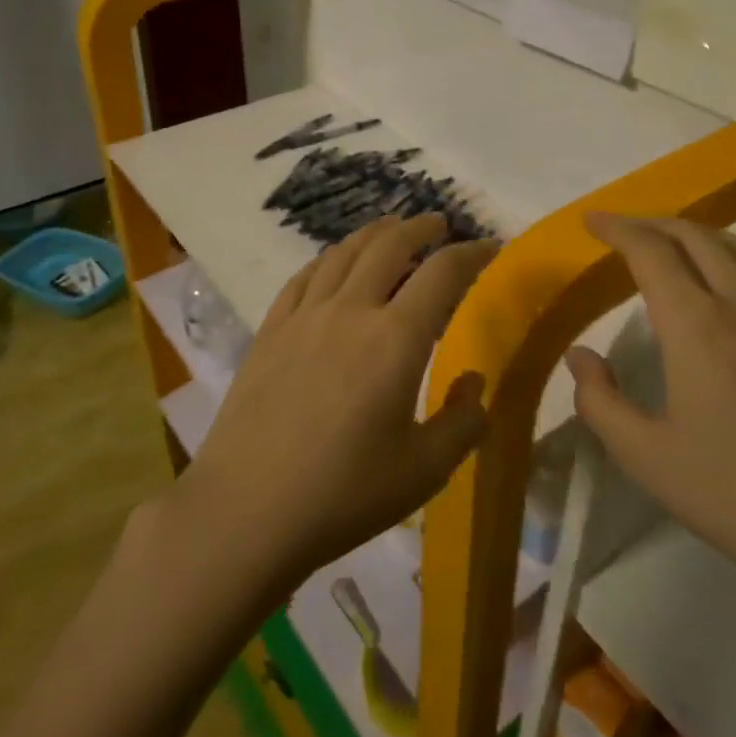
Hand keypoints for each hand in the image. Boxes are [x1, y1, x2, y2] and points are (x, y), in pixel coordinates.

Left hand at [173, 215, 496, 592]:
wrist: (245, 511)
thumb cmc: (343, 495)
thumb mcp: (423, 471)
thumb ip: (462, 423)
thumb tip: (475, 383)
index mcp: (396, 339)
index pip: (442, 273)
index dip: (471, 253)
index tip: (489, 248)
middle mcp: (351, 310)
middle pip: (389, 245)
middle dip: (419, 227)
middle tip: (438, 225)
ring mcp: (304, 316)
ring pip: (343, 253)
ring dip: (373, 234)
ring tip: (390, 230)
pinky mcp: (270, 330)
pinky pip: (304, 277)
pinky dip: (327, 259)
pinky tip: (332, 264)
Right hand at [569, 213, 735, 607]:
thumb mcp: (646, 457)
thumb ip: (600, 400)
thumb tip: (580, 355)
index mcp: (696, 324)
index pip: (650, 250)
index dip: (617, 227)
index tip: (593, 220)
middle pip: (696, 236)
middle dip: (654, 223)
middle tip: (626, 230)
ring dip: (699, 235)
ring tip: (675, 245)